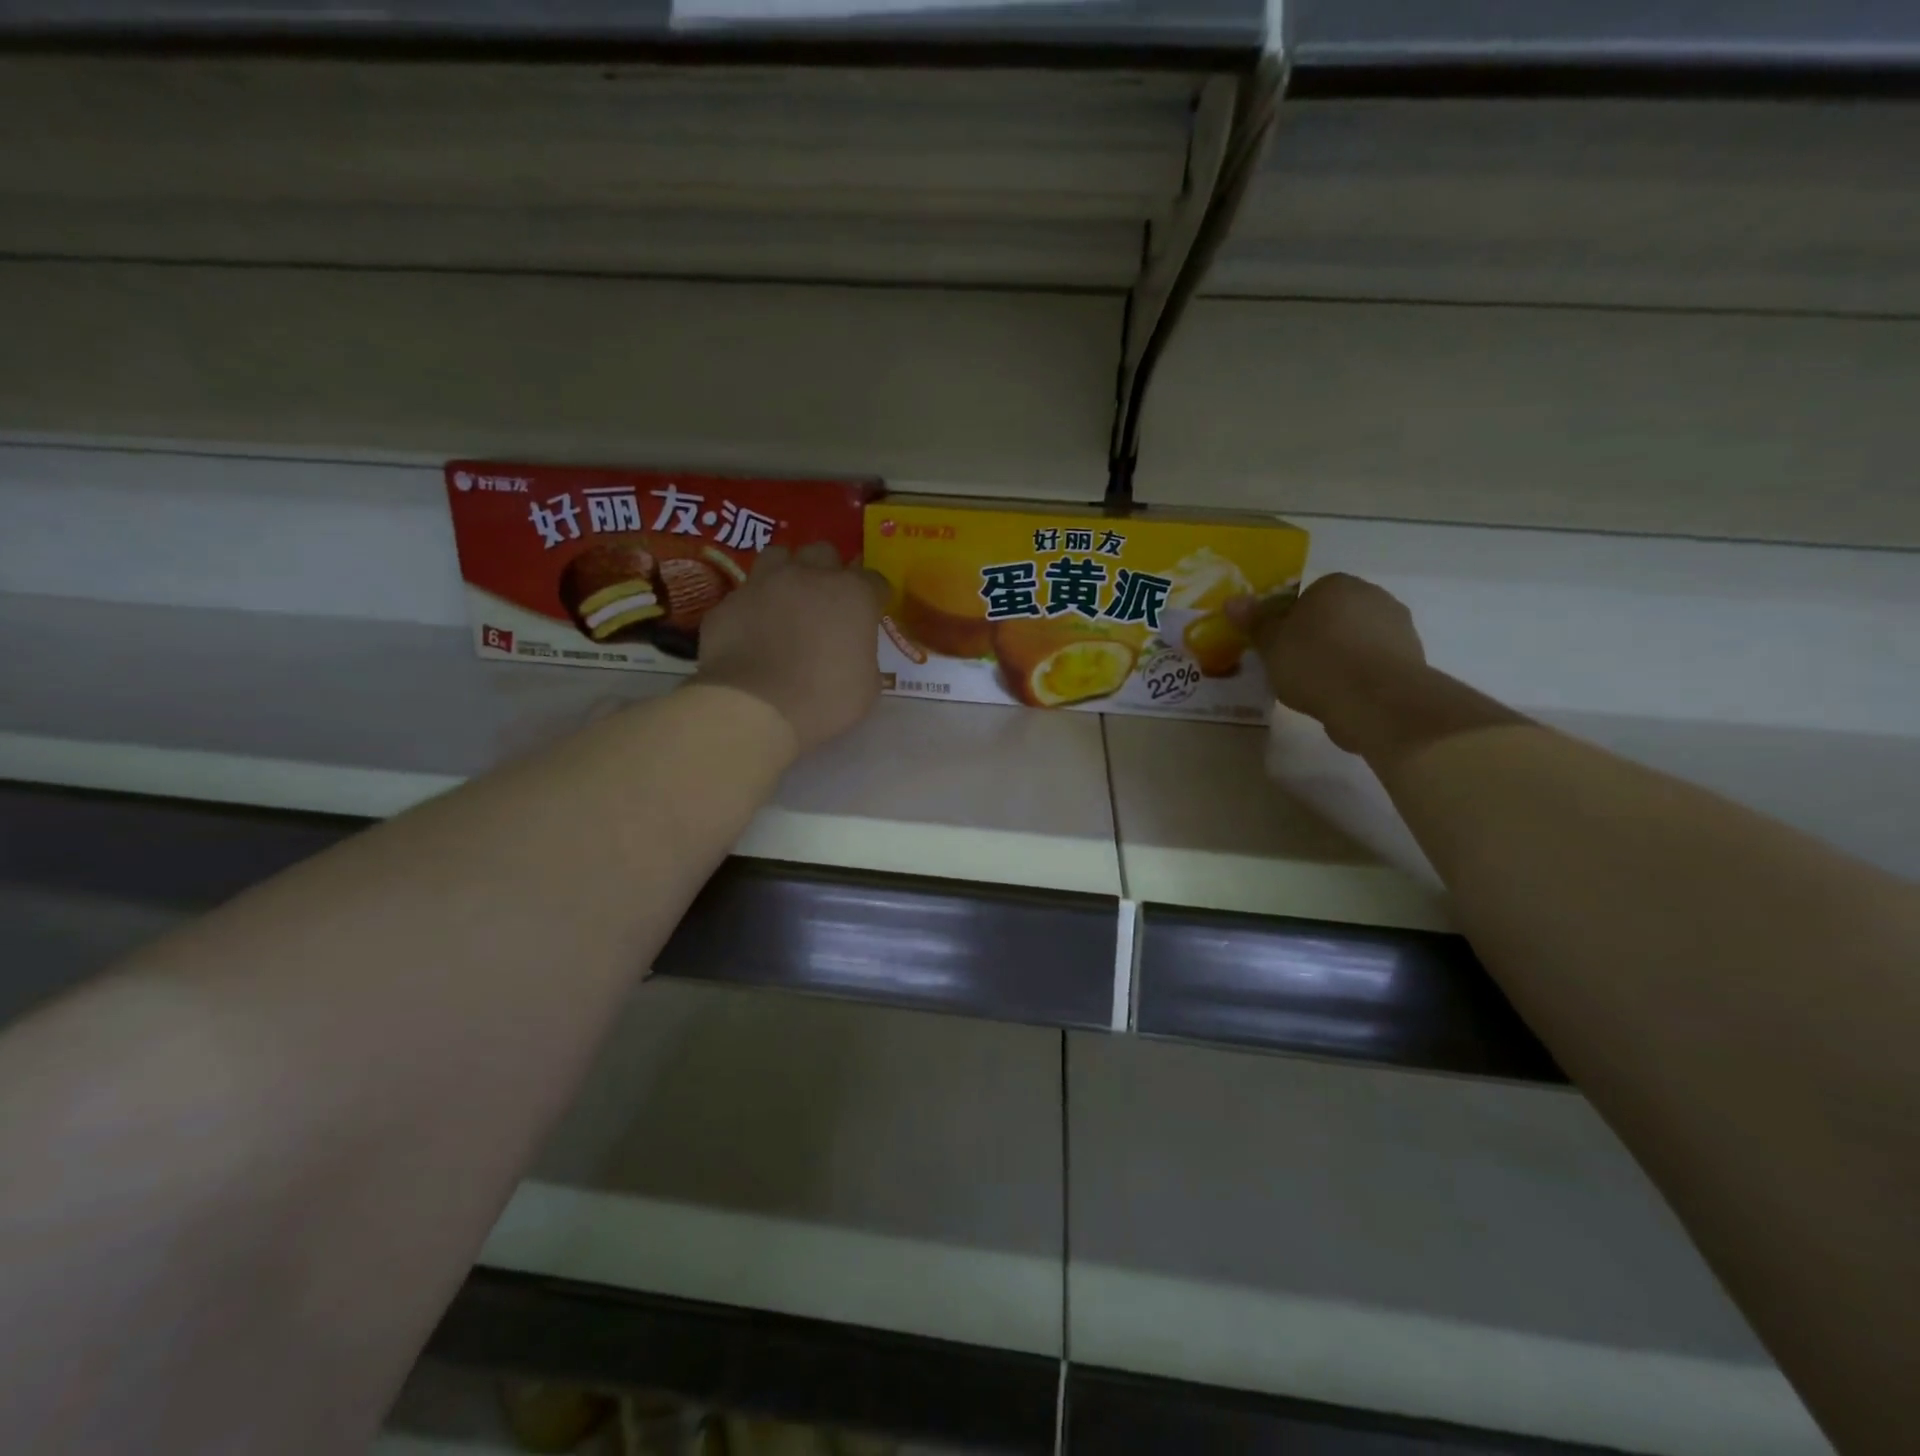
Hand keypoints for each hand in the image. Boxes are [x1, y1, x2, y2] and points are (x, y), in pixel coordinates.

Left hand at [693, 542, 888, 755]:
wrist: (754, 707)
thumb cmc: (824, 700)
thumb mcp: (866, 686)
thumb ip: (863, 655)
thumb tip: (852, 651)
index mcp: (852, 594)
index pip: (874, 580)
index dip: (875, 597)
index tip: (872, 614)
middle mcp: (808, 576)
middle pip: (824, 553)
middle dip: (829, 571)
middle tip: (827, 601)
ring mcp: (763, 584)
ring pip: (778, 556)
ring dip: (788, 572)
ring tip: (787, 599)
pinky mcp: (727, 603)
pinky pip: (745, 594)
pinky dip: (753, 607)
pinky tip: (753, 630)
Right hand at [1227, 573, 1427, 755]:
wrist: (1376, 700)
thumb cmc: (1315, 663)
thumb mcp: (1271, 644)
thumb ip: (1254, 622)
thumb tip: (1232, 600)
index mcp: (1336, 584)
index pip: (1307, 596)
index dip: (1289, 622)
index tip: (1279, 648)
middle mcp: (1372, 596)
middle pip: (1333, 616)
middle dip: (1316, 638)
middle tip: (1293, 668)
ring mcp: (1397, 627)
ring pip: (1355, 640)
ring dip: (1339, 658)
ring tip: (1317, 689)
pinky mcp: (1411, 658)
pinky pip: (1373, 663)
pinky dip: (1358, 676)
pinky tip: (1342, 697)